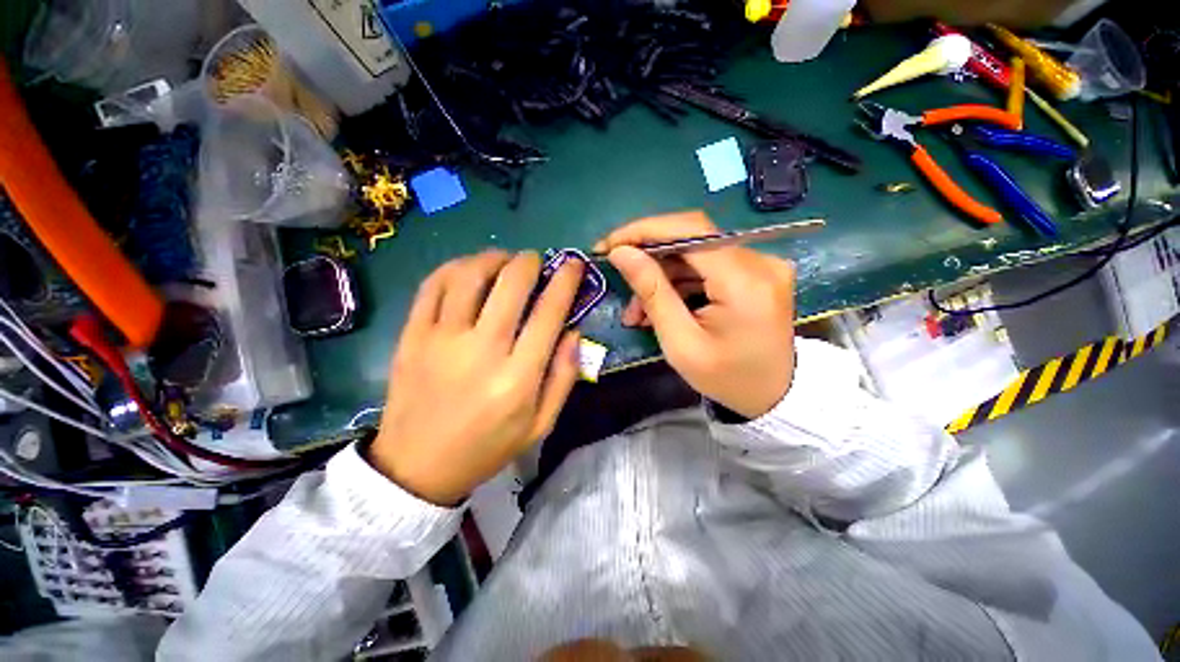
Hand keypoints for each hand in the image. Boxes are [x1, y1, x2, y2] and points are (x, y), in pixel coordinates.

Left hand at [370, 250, 583, 505]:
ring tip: (504, 261)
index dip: (565, 281)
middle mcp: (481, 350)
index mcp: (518, 377)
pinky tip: (469, 270)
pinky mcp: (412, 336)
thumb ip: (564, 376)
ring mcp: (441, 339)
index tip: (573, 264)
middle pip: (511, 283)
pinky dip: (456, 267)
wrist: (417, 467)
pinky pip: (434, 286)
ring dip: (493, 258)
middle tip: (536, 260)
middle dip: (530, 262)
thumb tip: (574, 330)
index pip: (549, 312)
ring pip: (470, 275)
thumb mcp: (540, 424)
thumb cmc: (488, 447)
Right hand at [595, 211, 795, 418]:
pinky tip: (659, 305)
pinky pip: (707, 265)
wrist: (774, 395)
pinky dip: (678, 282)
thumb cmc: (726, 378)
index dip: (645, 230)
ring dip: (660, 276)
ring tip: (635, 310)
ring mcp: (761, 264)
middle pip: (692, 238)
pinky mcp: (756, 271)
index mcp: (746, 281)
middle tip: (618, 275)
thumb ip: (652, 292)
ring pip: (695, 254)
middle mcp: (761, 261)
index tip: (609, 244)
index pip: (691, 231)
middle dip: (648, 256)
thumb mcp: (680, 343)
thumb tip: (621, 252)